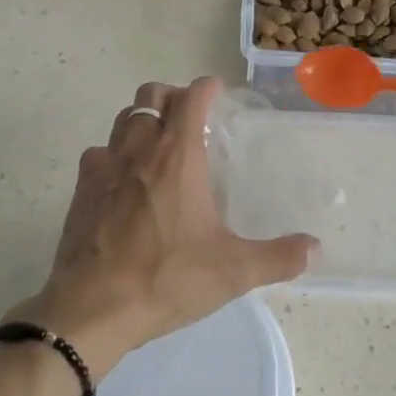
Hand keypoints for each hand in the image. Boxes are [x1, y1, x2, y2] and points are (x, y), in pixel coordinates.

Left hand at [5, 77, 317, 379]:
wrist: (92, 308)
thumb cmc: (166, 279)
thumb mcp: (232, 272)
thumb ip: (277, 257)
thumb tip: (314, 249)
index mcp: (177, 156)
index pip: (191, 98)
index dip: (206, 87)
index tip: (217, 90)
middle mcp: (139, 149)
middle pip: (151, 95)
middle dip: (172, 96)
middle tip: (189, 116)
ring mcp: (105, 166)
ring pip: (123, 119)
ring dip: (142, 119)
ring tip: (158, 141)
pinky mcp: (81, 190)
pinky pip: (99, 153)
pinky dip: (114, 153)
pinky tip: (123, 179)